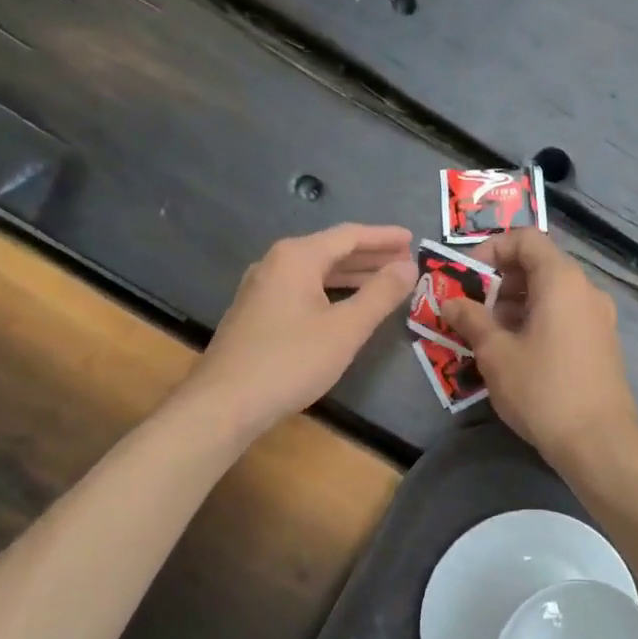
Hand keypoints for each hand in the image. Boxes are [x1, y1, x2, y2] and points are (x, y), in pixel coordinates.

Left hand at [190, 224, 415, 438]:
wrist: (225, 403)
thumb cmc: (291, 360)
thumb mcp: (346, 328)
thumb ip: (380, 294)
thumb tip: (408, 267)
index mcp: (297, 257)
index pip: (349, 235)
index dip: (384, 237)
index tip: (413, 240)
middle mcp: (275, 263)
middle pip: (331, 250)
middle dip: (370, 256)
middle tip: (405, 263)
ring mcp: (261, 288)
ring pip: (315, 272)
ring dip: (352, 275)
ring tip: (384, 282)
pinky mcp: (256, 313)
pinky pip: (302, 290)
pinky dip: (330, 291)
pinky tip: (346, 306)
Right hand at [441, 228, 637, 465]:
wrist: (599, 442)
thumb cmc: (543, 390)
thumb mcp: (496, 354)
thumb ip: (471, 320)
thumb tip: (450, 302)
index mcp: (561, 280)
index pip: (525, 239)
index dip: (491, 250)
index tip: (466, 278)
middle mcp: (586, 289)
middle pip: (538, 265)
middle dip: (499, 282)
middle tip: (471, 310)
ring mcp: (598, 316)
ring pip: (551, 293)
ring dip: (515, 305)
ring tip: (487, 336)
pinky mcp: (602, 341)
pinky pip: (564, 315)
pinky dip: (537, 320)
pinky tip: (516, 353)